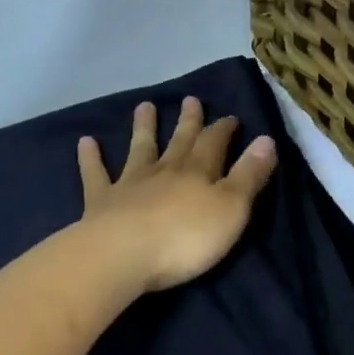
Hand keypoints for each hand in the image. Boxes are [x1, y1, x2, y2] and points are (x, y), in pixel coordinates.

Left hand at [76, 97, 277, 293]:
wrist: (123, 255)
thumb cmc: (185, 238)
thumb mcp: (231, 209)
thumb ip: (249, 176)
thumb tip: (267, 139)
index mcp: (198, 173)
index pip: (214, 143)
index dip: (223, 130)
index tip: (230, 117)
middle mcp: (164, 171)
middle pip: (179, 141)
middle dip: (188, 122)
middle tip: (190, 99)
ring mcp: (130, 184)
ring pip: (139, 149)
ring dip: (143, 128)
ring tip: (144, 106)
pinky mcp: (101, 202)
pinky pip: (96, 174)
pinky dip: (91, 157)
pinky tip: (85, 142)